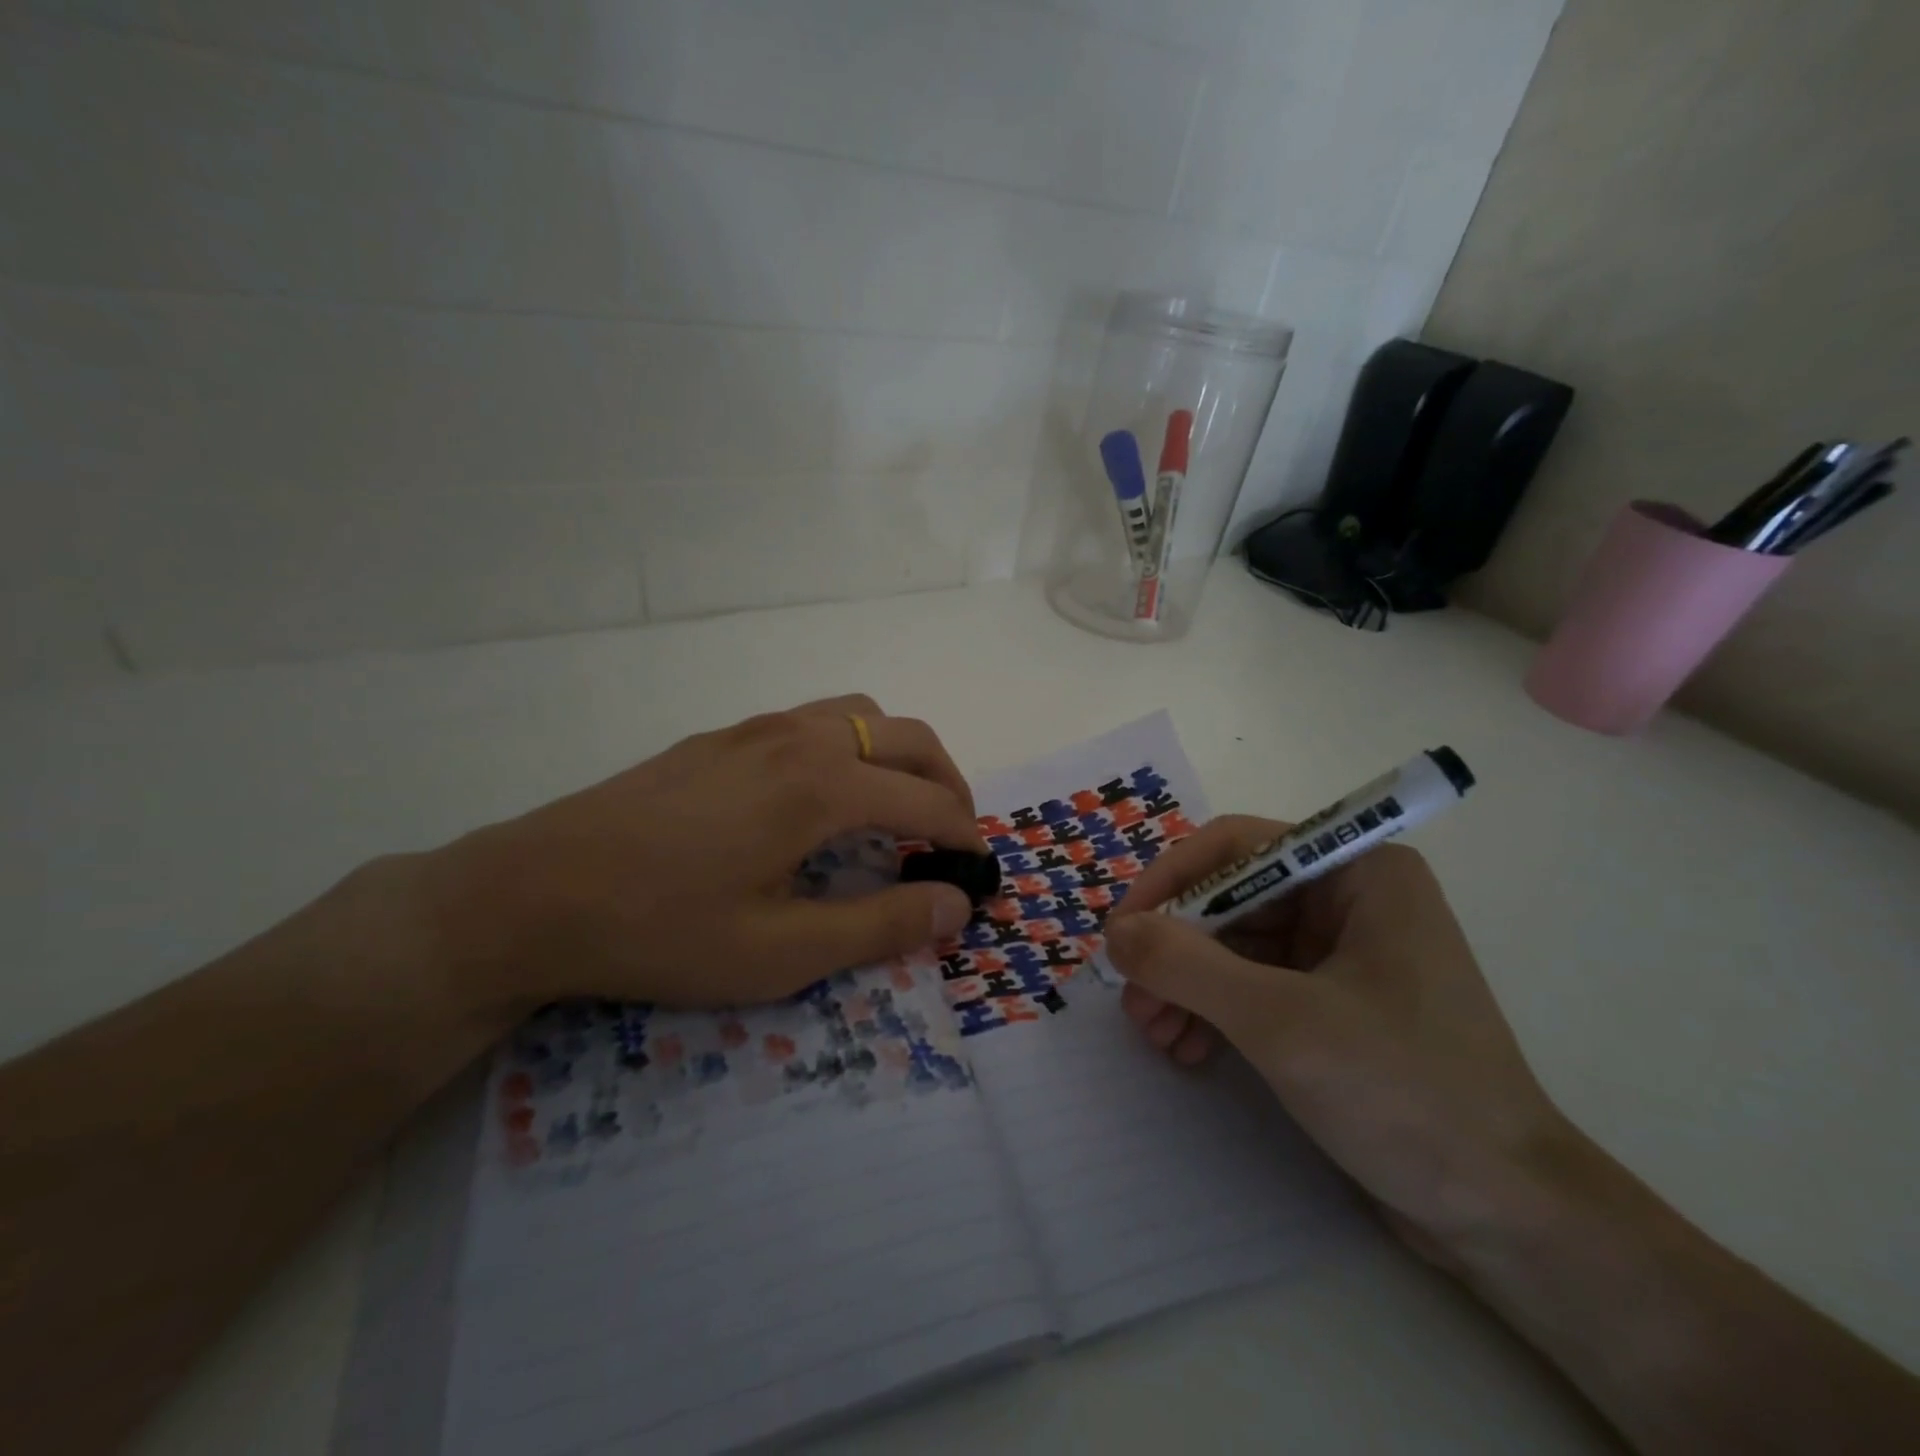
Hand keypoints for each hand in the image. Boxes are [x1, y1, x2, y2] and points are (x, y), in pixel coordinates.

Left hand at [432, 696, 985, 1017]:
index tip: (979, 872)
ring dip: (898, 754)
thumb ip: (880, 925)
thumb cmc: (662, 930)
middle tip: (952, 835)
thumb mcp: (781, 951)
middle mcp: (800, 738)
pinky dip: (851, 747)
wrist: (532, 894)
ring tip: (897, 808)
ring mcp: (756, 728)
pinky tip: (823, 797)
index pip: (928, 801)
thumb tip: (956, 904)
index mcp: (823, 786)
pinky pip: (813, 721)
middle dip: (947, 781)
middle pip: (907, 737)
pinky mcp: (722, 736)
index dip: (965, 836)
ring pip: (860, 715)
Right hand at [1104, 817, 1572, 1263]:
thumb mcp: (1279, 1021)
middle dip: (1176, 950)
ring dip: (1187, 985)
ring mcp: (1344, 952)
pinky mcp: (1334, 1002)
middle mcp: (1350, 898)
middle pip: (1231, 900)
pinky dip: (1214, 1011)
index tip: (1122, 931)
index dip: (1171, 881)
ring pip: (1236, 946)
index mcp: (1358, 872)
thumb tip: (1114, 932)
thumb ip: (1185, 965)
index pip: (1236, 847)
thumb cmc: (1403, 1093)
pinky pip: (1254, 985)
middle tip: (1133, 1000)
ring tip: (1154, 1034)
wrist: (1506, 1216)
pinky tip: (1187, 1049)